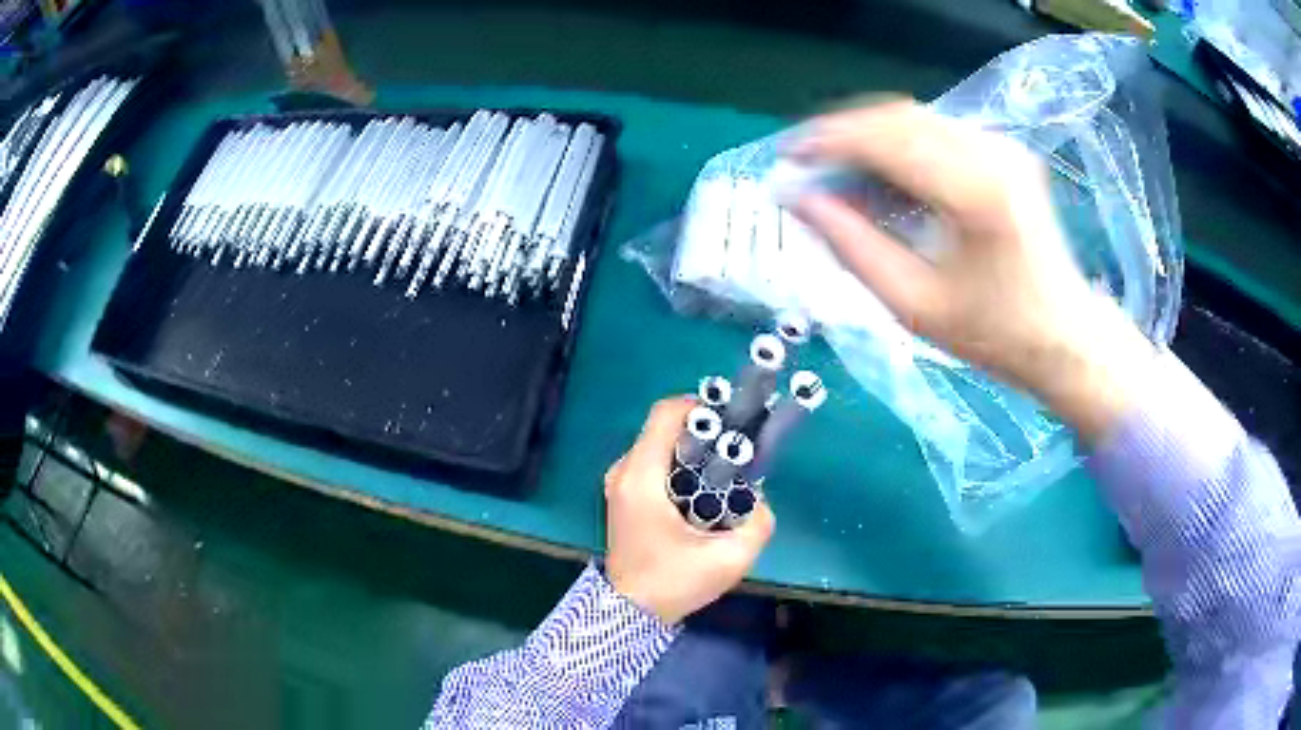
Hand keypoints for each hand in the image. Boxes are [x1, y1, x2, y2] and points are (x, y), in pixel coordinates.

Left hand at [604, 398, 774, 623]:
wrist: (628, 612)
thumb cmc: (673, 584)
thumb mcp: (729, 560)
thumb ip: (757, 523)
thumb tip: (758, 499)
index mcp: (640, 477)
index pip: (666, 414)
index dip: (702, 408)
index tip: (732, 426)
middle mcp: (623, 471)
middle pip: (665, 428)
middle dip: (704, 432)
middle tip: (735, 454)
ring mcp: (619, 483)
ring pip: (661, 445)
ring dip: (693, 451)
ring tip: (722, 475)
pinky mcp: (623, 495)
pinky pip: (654, 464)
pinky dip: (680, 466)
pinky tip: (701, 492)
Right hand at [789, 100, 1156, 441]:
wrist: (1064, 334)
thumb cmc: (993, 333)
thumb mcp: (913, 304)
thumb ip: (852, 247)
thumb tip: (800, 200)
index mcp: (973, 192)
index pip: (884, 139)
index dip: (827, 140)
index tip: (788, 156)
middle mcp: (989, 153)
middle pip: (897, 116)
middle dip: (843, 133)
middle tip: (808, 163)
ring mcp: (1001, 146)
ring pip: (915, 117)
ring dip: (870, 135)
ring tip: (839, 169)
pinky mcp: (1005, 150)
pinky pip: (937, 130)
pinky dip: (900, 142)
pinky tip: (884, 171)